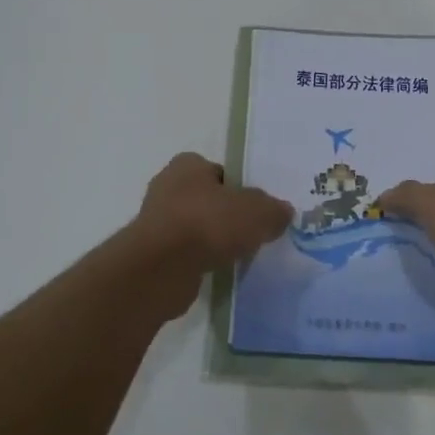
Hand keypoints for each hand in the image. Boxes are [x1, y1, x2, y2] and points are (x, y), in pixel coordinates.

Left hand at [135, 153, 291, 317]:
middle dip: (225, 214)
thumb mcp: (257, 212)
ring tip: (236, 255)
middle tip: (249, 232)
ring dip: (211, 239)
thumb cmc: (209, 223)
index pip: (219, 171)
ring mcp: (156, 221)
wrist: (162, 268)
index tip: (254, 209)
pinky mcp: (151, 253)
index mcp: (188, 165)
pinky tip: (215, 270)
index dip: (238, 187)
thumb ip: (273, 210)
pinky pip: (184, 252)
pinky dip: (199, 260)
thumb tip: (282, 213)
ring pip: (195, 226)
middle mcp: (167, 186)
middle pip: (207, 199)